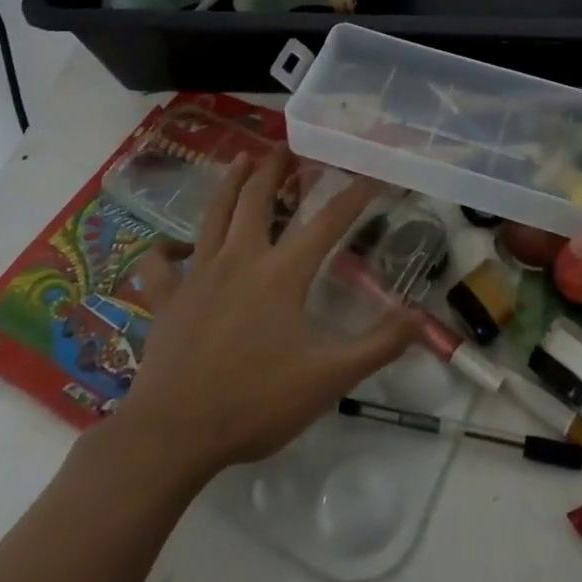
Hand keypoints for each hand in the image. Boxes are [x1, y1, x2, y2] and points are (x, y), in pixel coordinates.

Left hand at [103, 150, 425, 483]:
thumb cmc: (254, 403)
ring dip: (229, 183)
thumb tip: (421, 318)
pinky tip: (167, 246)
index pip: (327, 221)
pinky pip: (159, 265)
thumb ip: (377, 346)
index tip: (373, 173)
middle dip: (275, 168)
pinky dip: (163, 250)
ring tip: (241, 158)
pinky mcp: (166, 300)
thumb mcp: (327, 379)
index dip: (354, 195)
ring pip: (213, 215)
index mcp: (281, 273)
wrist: (171, 436)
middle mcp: (240, 259)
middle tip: (286, 145)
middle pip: (257, 199)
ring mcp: (197, 276)